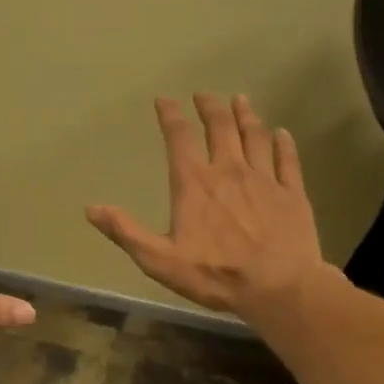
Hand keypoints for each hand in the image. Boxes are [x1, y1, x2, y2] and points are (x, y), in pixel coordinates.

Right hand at [86, 94, 332, 318]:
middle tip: (203, 94)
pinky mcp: (292, 193)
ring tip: (240, 100)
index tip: (164, 99)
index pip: (179, 138)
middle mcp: (229, 170)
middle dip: (209, 107)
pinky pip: (287, 160)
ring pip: (255, 136)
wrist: (281, 289)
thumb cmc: (216, 274)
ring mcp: (265, 179)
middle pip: (220, 127)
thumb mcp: (159, 260)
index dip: (170, 115)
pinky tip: (282, 133)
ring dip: (245, 115)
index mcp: (194, 183)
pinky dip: (283, 143)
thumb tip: (90, 208)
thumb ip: (125, 231)